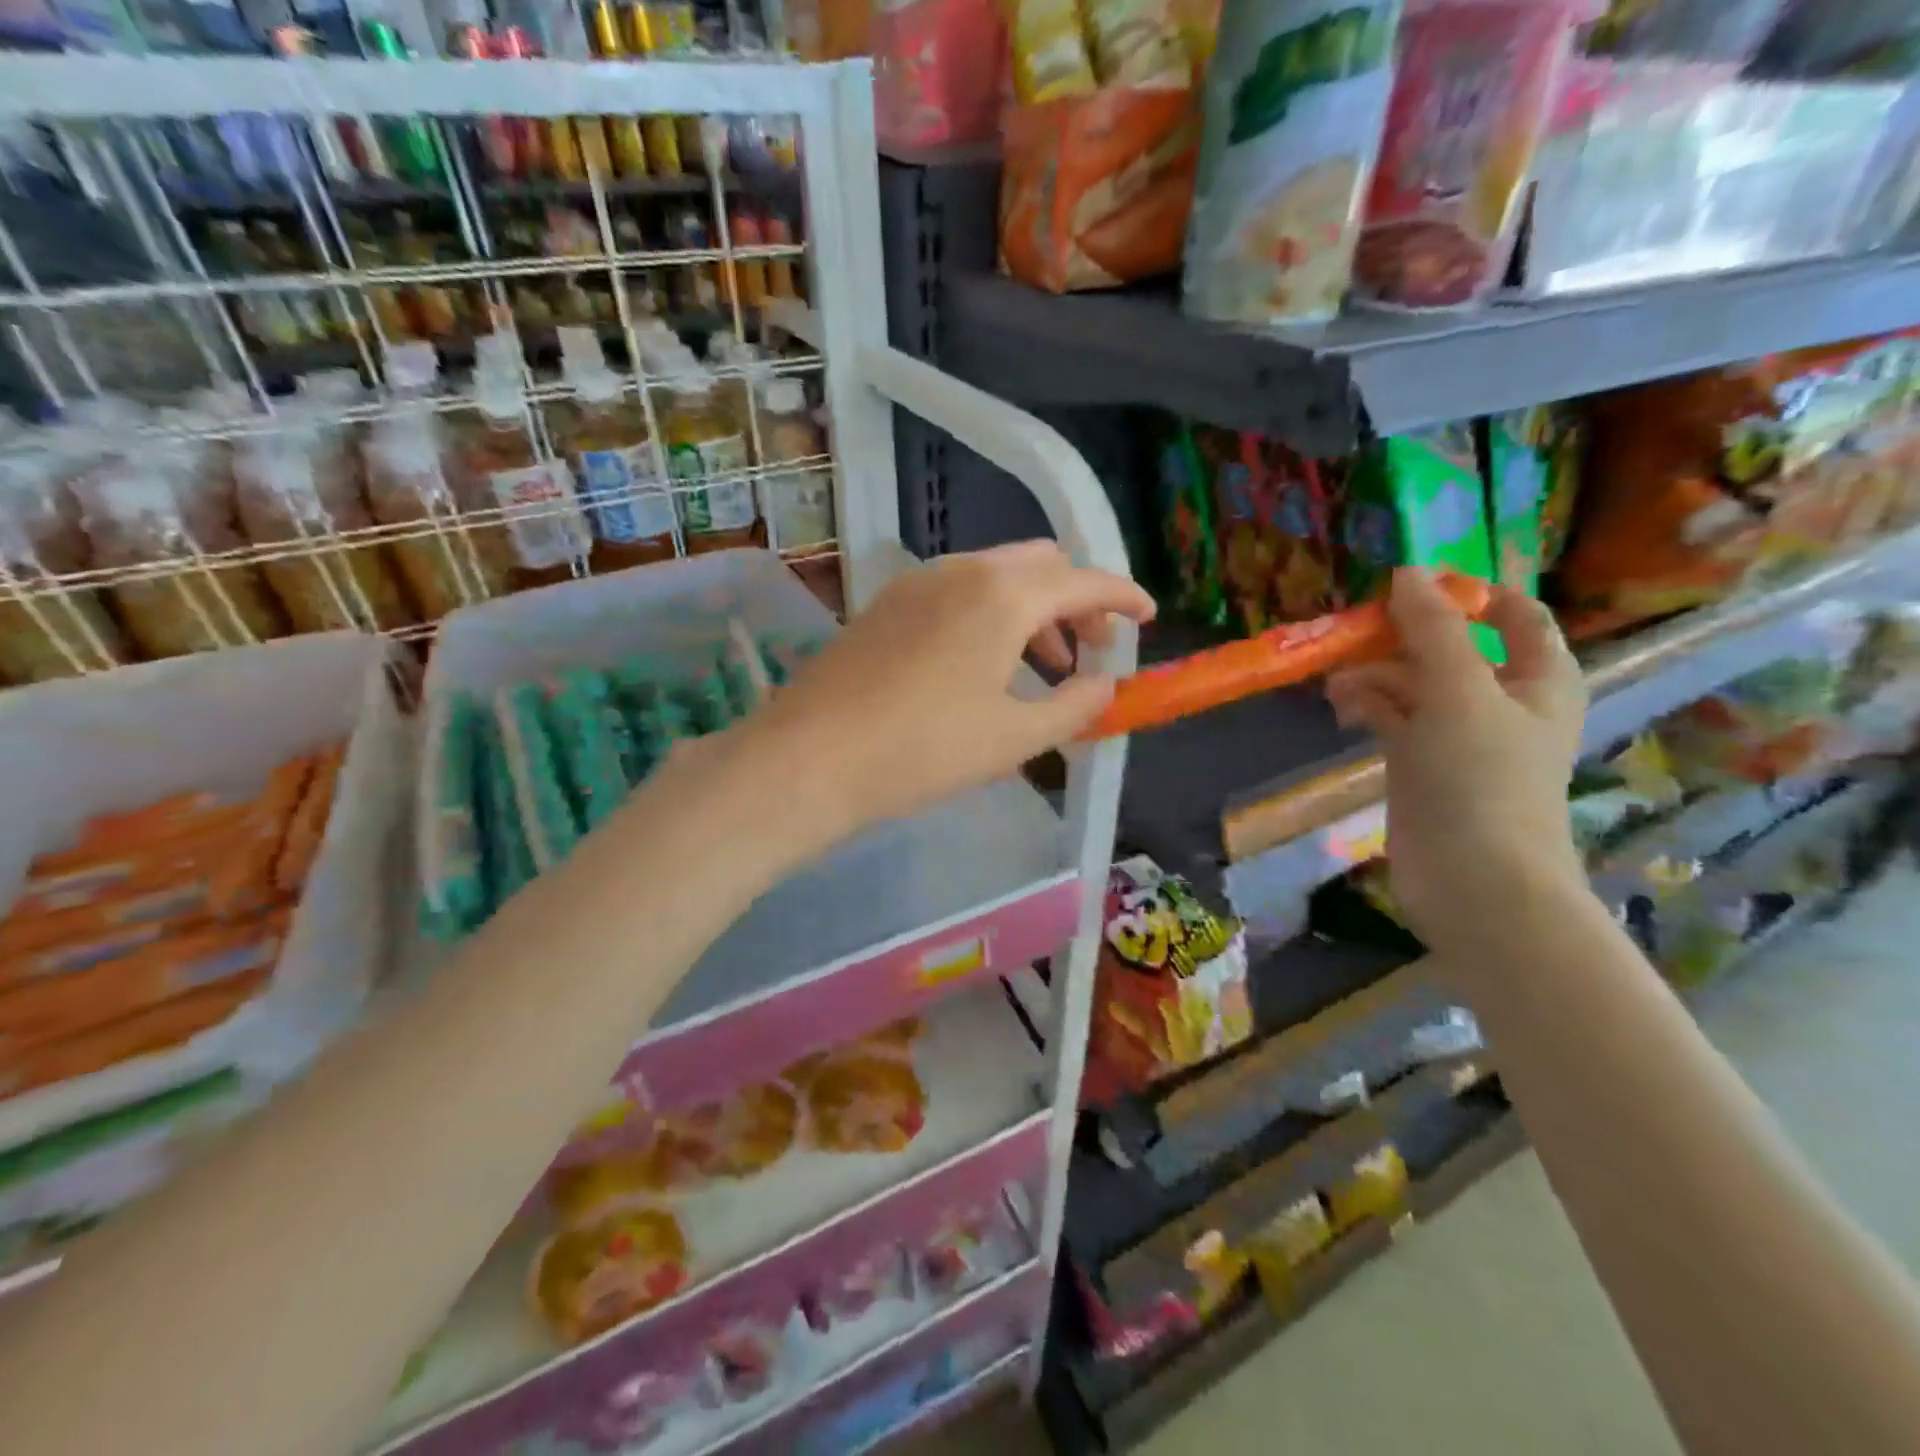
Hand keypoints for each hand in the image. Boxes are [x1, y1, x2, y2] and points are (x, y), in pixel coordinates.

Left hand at [718, 542, 1154, 846]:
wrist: (810, 758)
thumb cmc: (924, 750)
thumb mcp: (1015, 737)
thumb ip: (1073, 705)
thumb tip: (1104, 685)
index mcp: (1002, 594)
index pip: (1083, 579)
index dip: (1123, 596)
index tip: (1146, 618)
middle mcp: (961, 571)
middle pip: (1039, 565)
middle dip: (1076, 600)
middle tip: (1092, 650)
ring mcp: (916, 583)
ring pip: (995, 577)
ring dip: (1032, 610)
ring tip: (1043, 668)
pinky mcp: (885, 605)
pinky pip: (957, 593)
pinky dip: (990, 616)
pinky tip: (985, 666)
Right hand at [1325, 569, 1587, 958]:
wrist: (1472, 878)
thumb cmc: (1482, 777)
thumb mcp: (1459, 690)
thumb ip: (1434, 629)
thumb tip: (1407, 571)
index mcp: (1537, 677)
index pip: (1515, 615)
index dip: (1470, 593)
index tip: (1412, 584)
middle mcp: (1501, 700)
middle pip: (1453, 647)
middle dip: (1405, 635)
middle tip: (1357, 628)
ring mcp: (1457, 734)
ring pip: (1414, 683)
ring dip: (1377, 674)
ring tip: (1337, 681)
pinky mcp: (1420, 763)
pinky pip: (1392, 718)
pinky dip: (1368, 706)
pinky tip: (1340, 706)